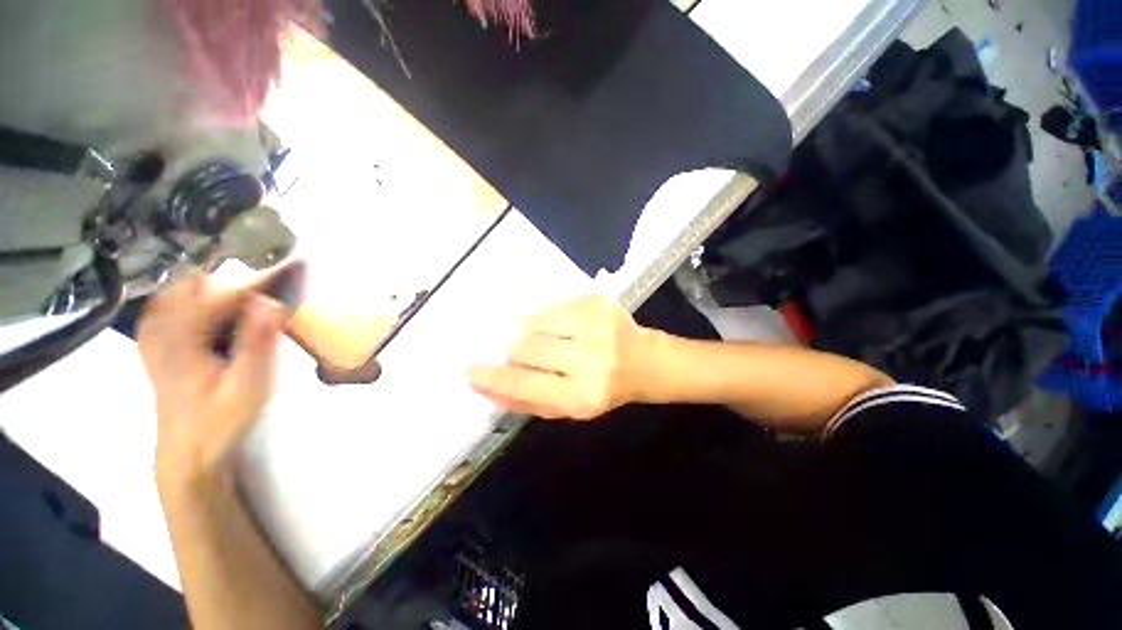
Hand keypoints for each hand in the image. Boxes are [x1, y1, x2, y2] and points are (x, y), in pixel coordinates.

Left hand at [138, 271, 285, 488]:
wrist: (187, 455)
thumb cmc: (219, 421)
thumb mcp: (247, 386)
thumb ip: (257, 343)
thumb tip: (270, 301)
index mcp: (183, 339)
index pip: (221, 293)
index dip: (256, 277)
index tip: (289, 265)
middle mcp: (163, 331)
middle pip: (191, 284)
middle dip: (229, 274)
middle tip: (268, 276)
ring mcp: (155, 339)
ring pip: (177, 292)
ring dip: (210, 283)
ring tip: (244, 284)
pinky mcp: (158, 348)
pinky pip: (168, 308)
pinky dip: (190, 298)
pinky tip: (208, 304)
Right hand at [467, 295, 658, 419]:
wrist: (643, 361)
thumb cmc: (602, 390)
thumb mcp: (566, 407)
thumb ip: (524, 400)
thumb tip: (482, 384)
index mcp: (582, 394)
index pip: (524, 383)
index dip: (492, 376)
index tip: (469, 370)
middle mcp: (590, 358)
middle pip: (524, 346)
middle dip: (515, 350)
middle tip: (527, 353)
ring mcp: (594, 324)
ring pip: (533, 320)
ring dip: (530, 331)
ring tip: (551, 339)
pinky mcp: (596, 300)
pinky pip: (550, 305)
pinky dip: (546, 317)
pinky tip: (564, 326)